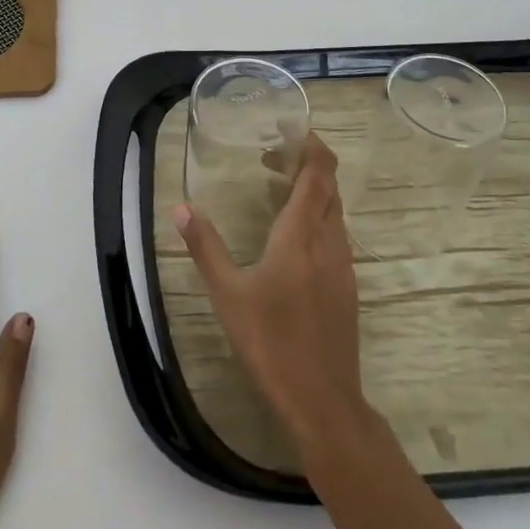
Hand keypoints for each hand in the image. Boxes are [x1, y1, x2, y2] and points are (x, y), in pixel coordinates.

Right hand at [172, 134, 366, 442]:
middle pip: (329, 187)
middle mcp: (328, 241)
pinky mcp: (347, 285)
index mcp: (300, 234)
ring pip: (335, 211)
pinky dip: (319, 218)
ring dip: (314, 191)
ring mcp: (343, 264)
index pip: (318, 173)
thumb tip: (182, 208)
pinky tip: (294, 238)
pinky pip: (336, 235)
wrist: (322, 398)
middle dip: (307, 164)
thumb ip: (205, 246)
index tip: (291, 130)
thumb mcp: (227, 293)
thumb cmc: (270, 341)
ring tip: (279, 191)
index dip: (311, 145)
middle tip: (273, 158)